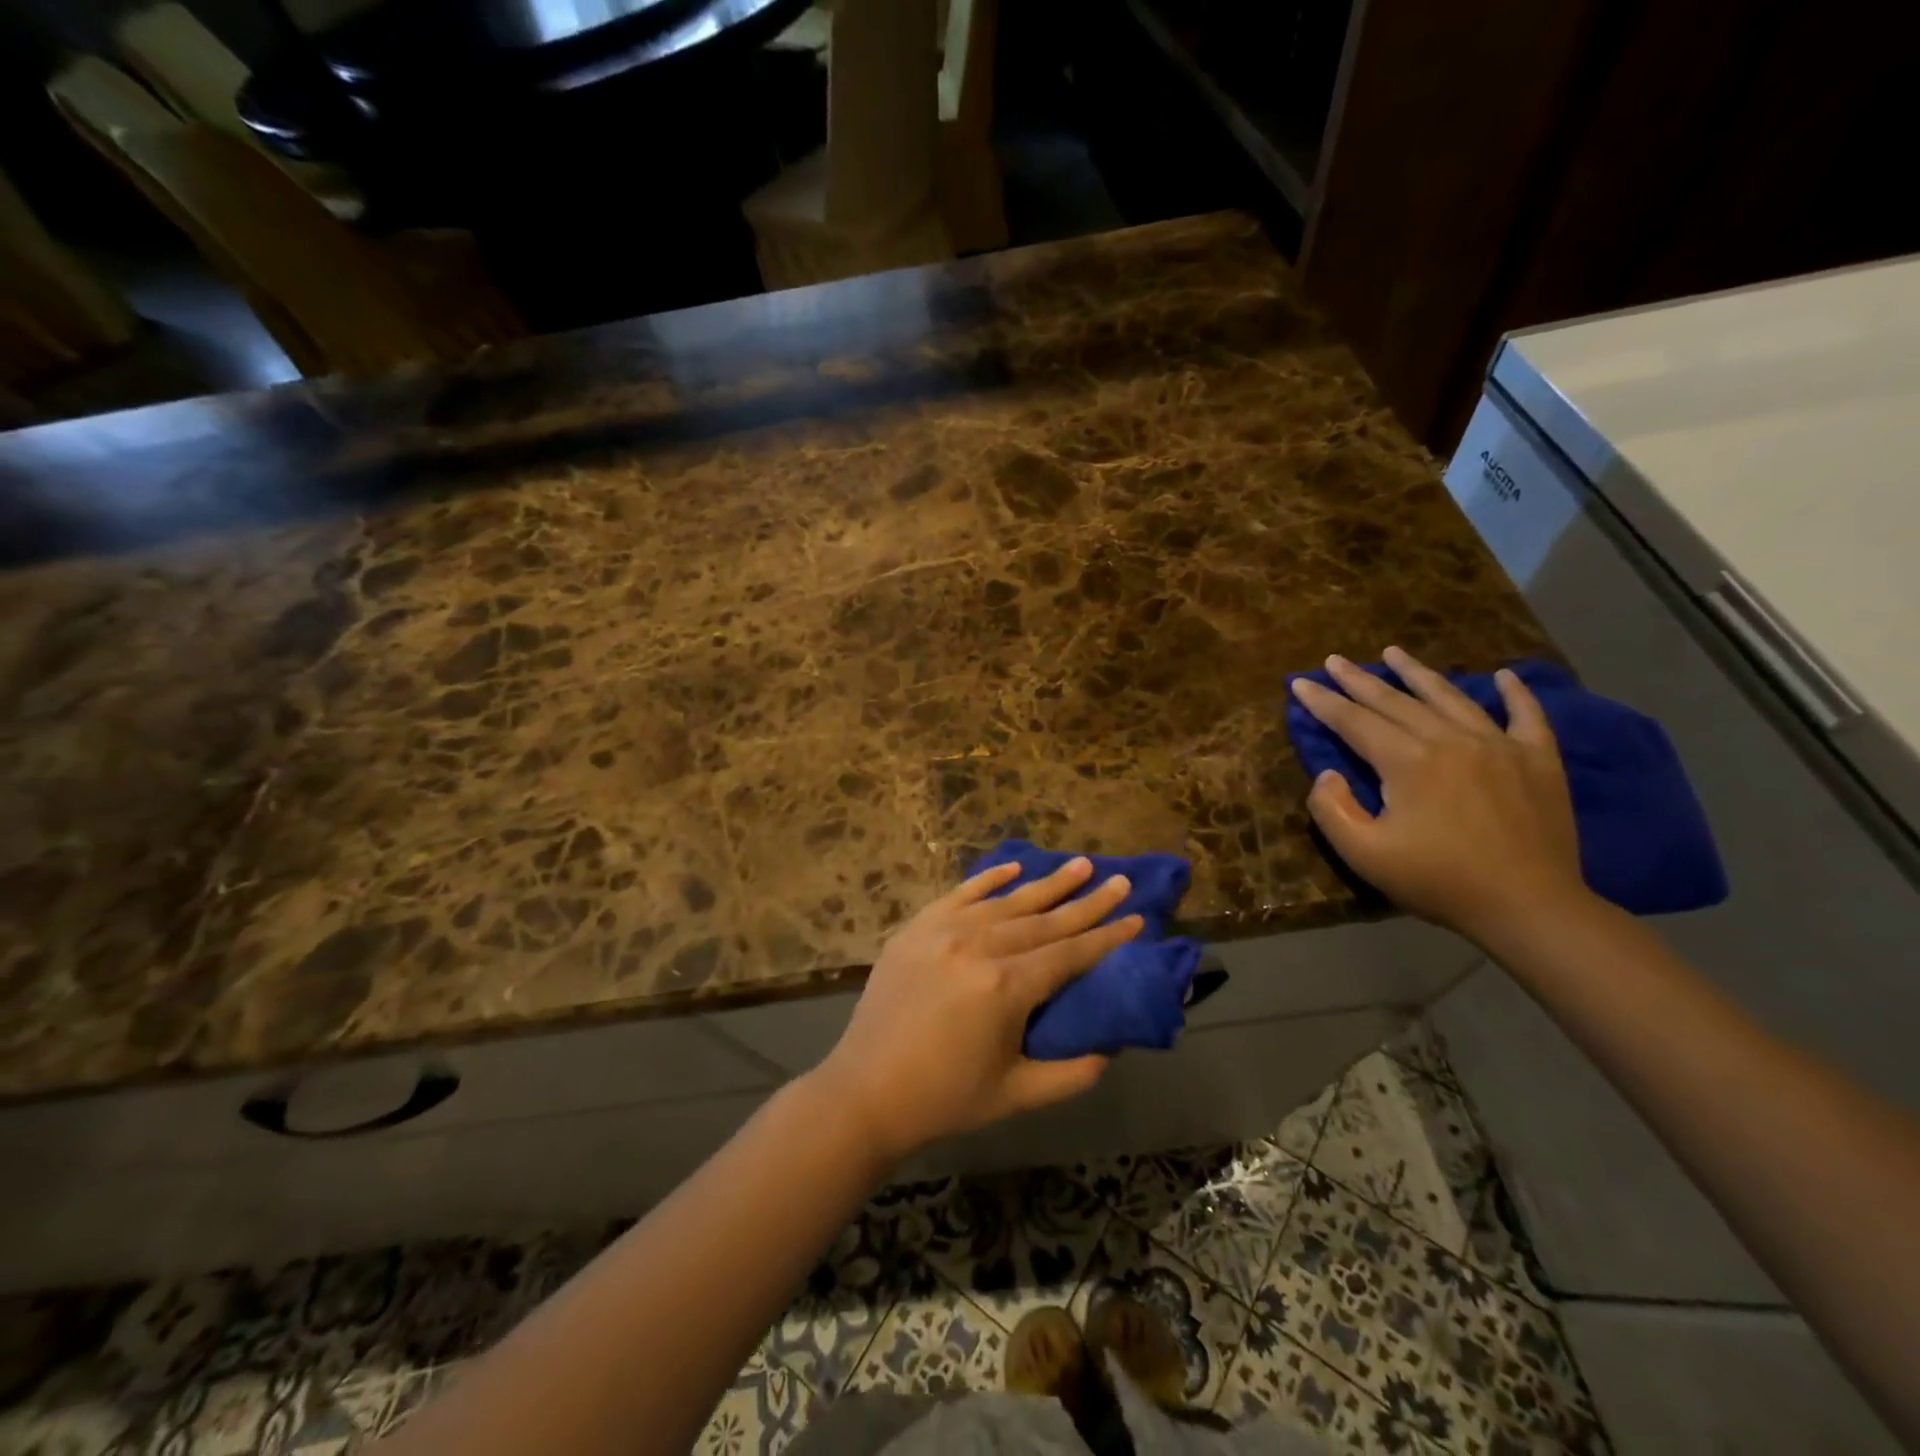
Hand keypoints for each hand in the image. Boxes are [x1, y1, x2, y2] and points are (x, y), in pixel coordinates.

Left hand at [812, 858, 1142, 1163]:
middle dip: (1087, 902)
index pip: (1069, 954)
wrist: (866, 1091)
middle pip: (1044, 920)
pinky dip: (989, 879)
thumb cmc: (946, 1098)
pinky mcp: (917, 928)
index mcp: (1005, 988)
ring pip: (1007, 901)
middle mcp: (978, 947)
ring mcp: (943, 931)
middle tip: (1120, 880)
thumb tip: (1111, 1046)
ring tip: (1080, 864)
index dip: (1106, 937)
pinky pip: (960, 895)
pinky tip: (1014, 867)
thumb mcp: (1018, 1095)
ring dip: (1046, 883)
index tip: (1137, 917)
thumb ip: (1073, 1073)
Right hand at [1290, 646, 1589, 940]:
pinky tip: (1505, 676)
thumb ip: (1333, 810)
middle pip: (1395, 701)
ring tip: (1393, 652)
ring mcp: (1499, 745)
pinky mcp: (1537, 760)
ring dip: (1418, 673)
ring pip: (1450, 697)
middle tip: (1334, 660)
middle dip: (1359, 679)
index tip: (1299, 682)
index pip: (1354, 721)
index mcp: (1408, 761)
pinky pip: (1526, 716)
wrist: (1529, 907)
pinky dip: (1515, 693)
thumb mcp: (1365, 854)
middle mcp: (1450, 739)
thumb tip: (1328, 775)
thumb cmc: (1439, 881)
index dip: (1323, 701)